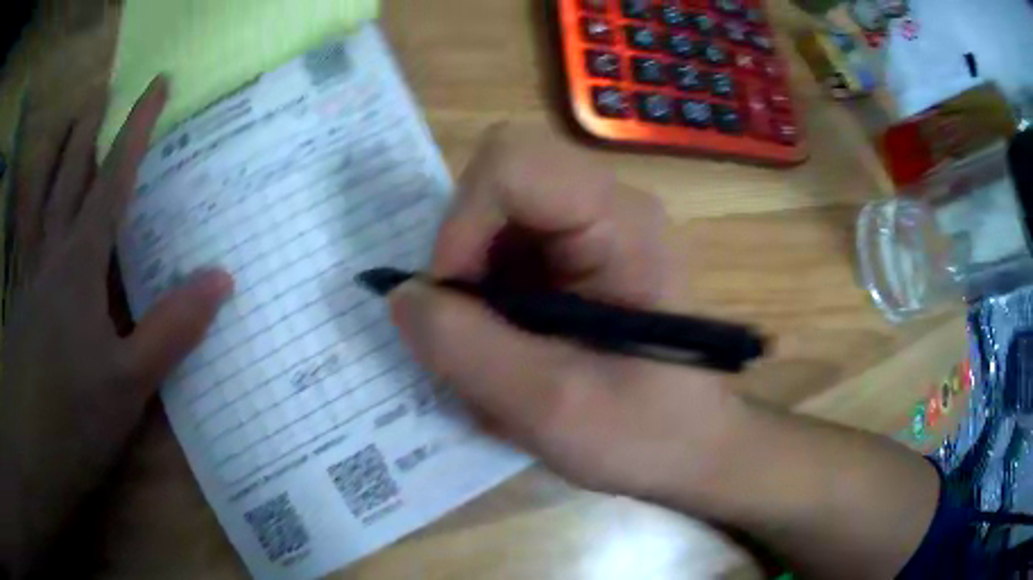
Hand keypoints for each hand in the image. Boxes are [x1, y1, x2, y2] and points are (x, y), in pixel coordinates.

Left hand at [0, 78, 232, 575]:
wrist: (29, 456)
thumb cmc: (72, 423)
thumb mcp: (128, 386)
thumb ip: (170, 329)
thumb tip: (221, 278)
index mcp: (78, 264)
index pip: (113, 177)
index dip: (136, 127)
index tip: (156, 83)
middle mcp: (49, 254)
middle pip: (66, 173)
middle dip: (85, 127)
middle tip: (100, 90)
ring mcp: (27, 277)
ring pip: (36, 198)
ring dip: (50, 156)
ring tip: (61, 126)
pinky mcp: (16, 304)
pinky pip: (23, 238)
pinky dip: (28, 209)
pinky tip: (31, 209)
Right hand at [389, 125, 748, 501]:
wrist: (692, 451)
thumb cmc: (646, 433)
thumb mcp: (550, 405)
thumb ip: (464, 347)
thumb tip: (402, 295)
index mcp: (618, 221)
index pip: (509, 163)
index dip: (460, 223)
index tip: (451, 300)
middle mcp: (605, 208)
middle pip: (495, 187)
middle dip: (462, 259)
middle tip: (467, 333)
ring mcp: (591, 232)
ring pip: (490, 225)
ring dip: (473, 291)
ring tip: (495, 358)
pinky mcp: (577, 261)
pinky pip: (503, 256)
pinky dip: (486, 304)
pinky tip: (511, 355)